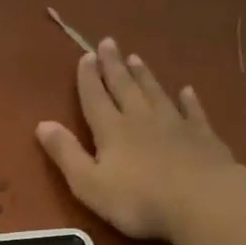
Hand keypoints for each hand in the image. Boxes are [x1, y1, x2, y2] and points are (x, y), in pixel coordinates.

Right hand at [36, 37, 245, 240]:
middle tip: (109, 43)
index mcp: (112, 130)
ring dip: (144, 76)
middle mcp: (141, 119)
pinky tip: (187, 91)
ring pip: (155, 93)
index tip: (85, 56)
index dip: (88, 78)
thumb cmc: (137, 199)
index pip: (95, 98)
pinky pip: (192, 111)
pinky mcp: (202, 136)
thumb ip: (66, 153)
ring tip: (136, 58)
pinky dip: (188, 100)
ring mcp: (175, 124)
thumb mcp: (88, 183)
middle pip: (125, 87)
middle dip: (114, 66)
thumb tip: (42, 124)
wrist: (201, 201)